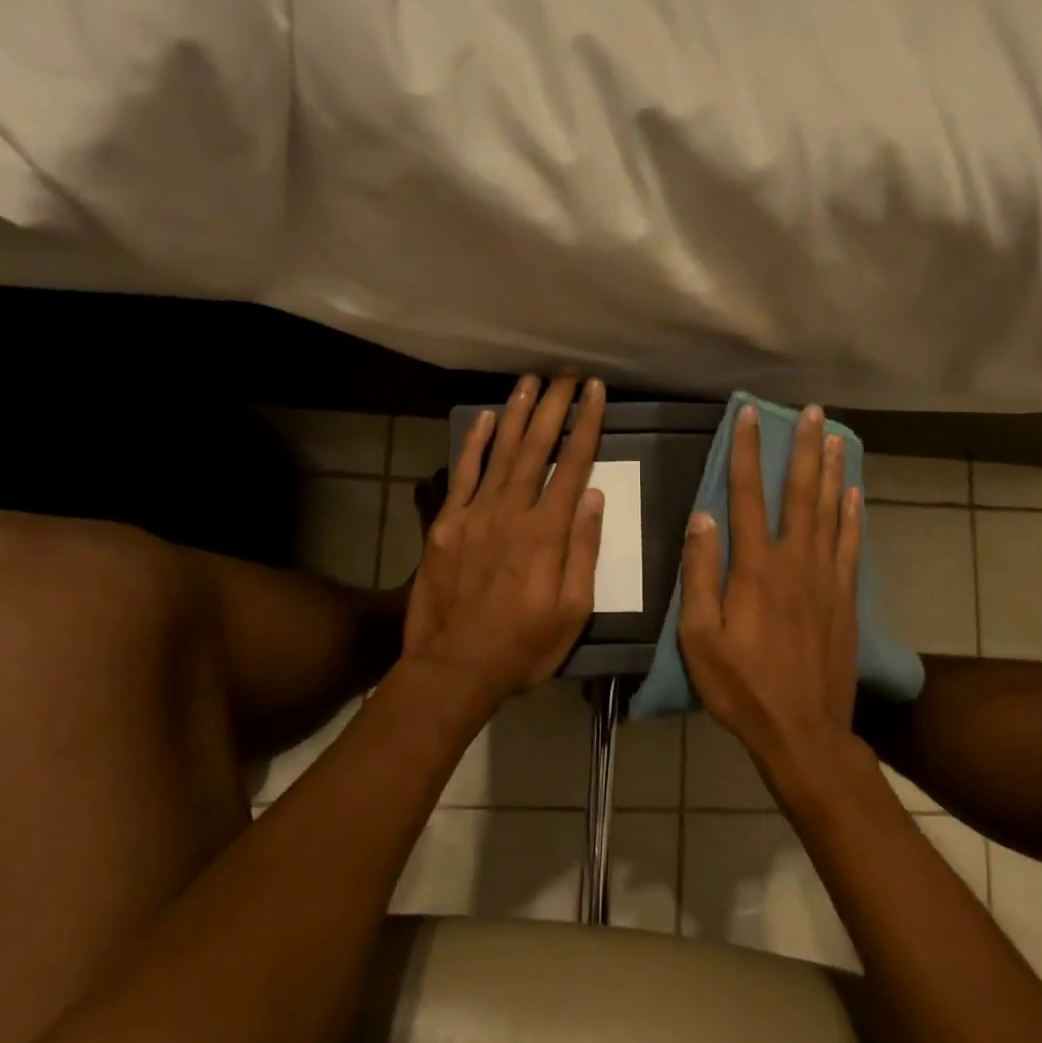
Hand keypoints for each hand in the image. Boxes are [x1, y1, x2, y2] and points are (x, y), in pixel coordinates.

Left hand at [403, 374, 606, 700]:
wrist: (453, 668)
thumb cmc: (524, 646)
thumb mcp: (573, 612)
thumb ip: (583, 551)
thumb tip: (593, 497)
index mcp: (546, 533)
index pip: (572, 466)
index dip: (586, 425)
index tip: (595, 392)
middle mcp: (511, 512)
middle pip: (536, 447)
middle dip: (554, 406)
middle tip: (567, 374)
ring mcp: (474, 514)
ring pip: (500, 452)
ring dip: (517, 413)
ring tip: (531, 380)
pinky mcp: (446, 524)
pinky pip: (462, 474)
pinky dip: (474, 444)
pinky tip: (485, 417)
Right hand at [679, 403, 862, 767]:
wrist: (803, 731)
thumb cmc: (742, 687)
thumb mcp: (700, 637)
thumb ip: (700, 575)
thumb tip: (701, 517)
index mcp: (755, 567)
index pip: (746, 495)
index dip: (746, 451)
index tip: (749, 415)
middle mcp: (795, 561)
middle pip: (800, 492)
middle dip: (804, 448)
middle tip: (813, 412)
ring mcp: (827, 578)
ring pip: (831, 511)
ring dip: (832, 471)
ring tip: (836, 437)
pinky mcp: (845, 598)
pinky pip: (852, 545)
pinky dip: (854, 515)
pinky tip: (855, 494)